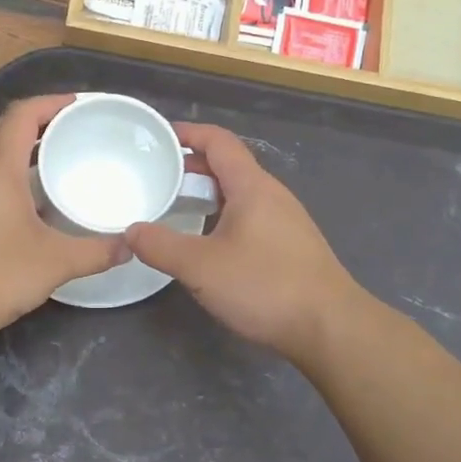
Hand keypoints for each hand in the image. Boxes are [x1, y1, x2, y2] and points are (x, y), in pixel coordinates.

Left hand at [0, 94, 126, 339]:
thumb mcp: (56, 263)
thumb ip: (97, 252)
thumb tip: (130, 247)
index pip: (22, 114)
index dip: (51, 103)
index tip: (78, 104)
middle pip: (4, 128)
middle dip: (37, 122)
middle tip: (71, 131)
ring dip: (19, 150)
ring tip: (53, 163)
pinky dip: (5, 175)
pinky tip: (25, 204)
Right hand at [126, 123, 361, 360]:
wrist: (329, 327)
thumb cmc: (264, 286)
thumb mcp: (201, 267)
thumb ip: (161, 246)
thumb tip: (131, 230)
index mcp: (252, 187)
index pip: (219, 142)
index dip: (189, 134)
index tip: (159, 138)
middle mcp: (272, 195)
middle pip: (229, 166)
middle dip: (192, 167)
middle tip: (158, 178)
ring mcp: (286, 221)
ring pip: (240, 194)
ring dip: (208, 194)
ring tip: (177, 209)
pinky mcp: (291, 246)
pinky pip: (251, 217)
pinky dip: (224, 217)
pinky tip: (210, 243)